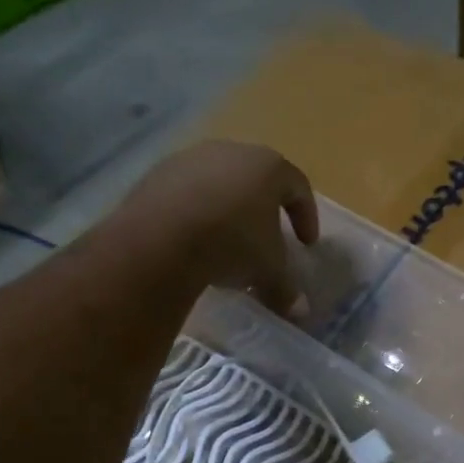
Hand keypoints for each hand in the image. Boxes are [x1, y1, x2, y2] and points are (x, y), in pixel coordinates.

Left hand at [117, 141, 319, 316]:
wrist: (161, 238)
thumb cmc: (233, 243)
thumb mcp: (268, 270)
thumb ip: (286, 288)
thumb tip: (298, 311)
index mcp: (268, 166)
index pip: (298, 187)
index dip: (306, 216)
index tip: (306, 244)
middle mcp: (231, 151)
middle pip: (256, 179)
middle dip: (264, 211)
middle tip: (265, 240)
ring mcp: (190, 159)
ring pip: (219, 184)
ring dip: (227, 211)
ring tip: (225, 244)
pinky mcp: (157, 174)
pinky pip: (186, 194)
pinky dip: (195, 213)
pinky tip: (192, 242)